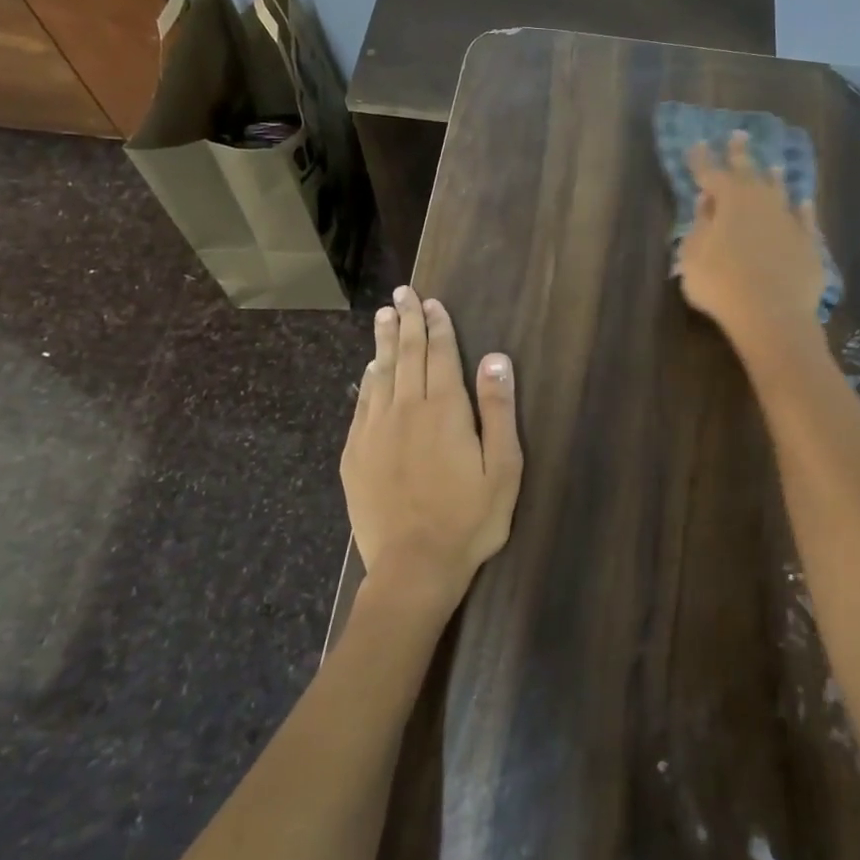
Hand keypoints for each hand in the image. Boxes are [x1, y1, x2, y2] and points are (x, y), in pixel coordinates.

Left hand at [339, 286, 523, 616]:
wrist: (413, 566)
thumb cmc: (470, 518)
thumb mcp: (503, 468)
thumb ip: (499, 410)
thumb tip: (496, 358)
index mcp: (444, 410)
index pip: (440, 354)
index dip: (438, 326)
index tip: (432, 302)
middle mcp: (405, 409)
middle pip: (407, 355)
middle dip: (407, 321)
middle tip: (403, 293)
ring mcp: (375, 431)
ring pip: (380, 373)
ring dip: (384, 341)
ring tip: (384, 315)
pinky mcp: (355, 454)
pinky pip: (362, 404)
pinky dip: (367, 379)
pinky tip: (370, 369)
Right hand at [676, 131, 825, 357]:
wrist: (773, 314)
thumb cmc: (721, 285)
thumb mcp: (692, 257)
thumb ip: (698, 226)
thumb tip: (706, 202)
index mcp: (729, 201)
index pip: (711, 173)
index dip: (701, 159)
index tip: (696, 143)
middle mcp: (761, 201)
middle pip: (749, 172)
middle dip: (740, 154)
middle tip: (738, 134)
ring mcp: (789, 220)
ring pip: (780, 191)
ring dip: (773, 178)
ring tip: (773, 166)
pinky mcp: (808, 242)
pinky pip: (805, 218)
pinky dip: (802, 209)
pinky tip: (804, 202)